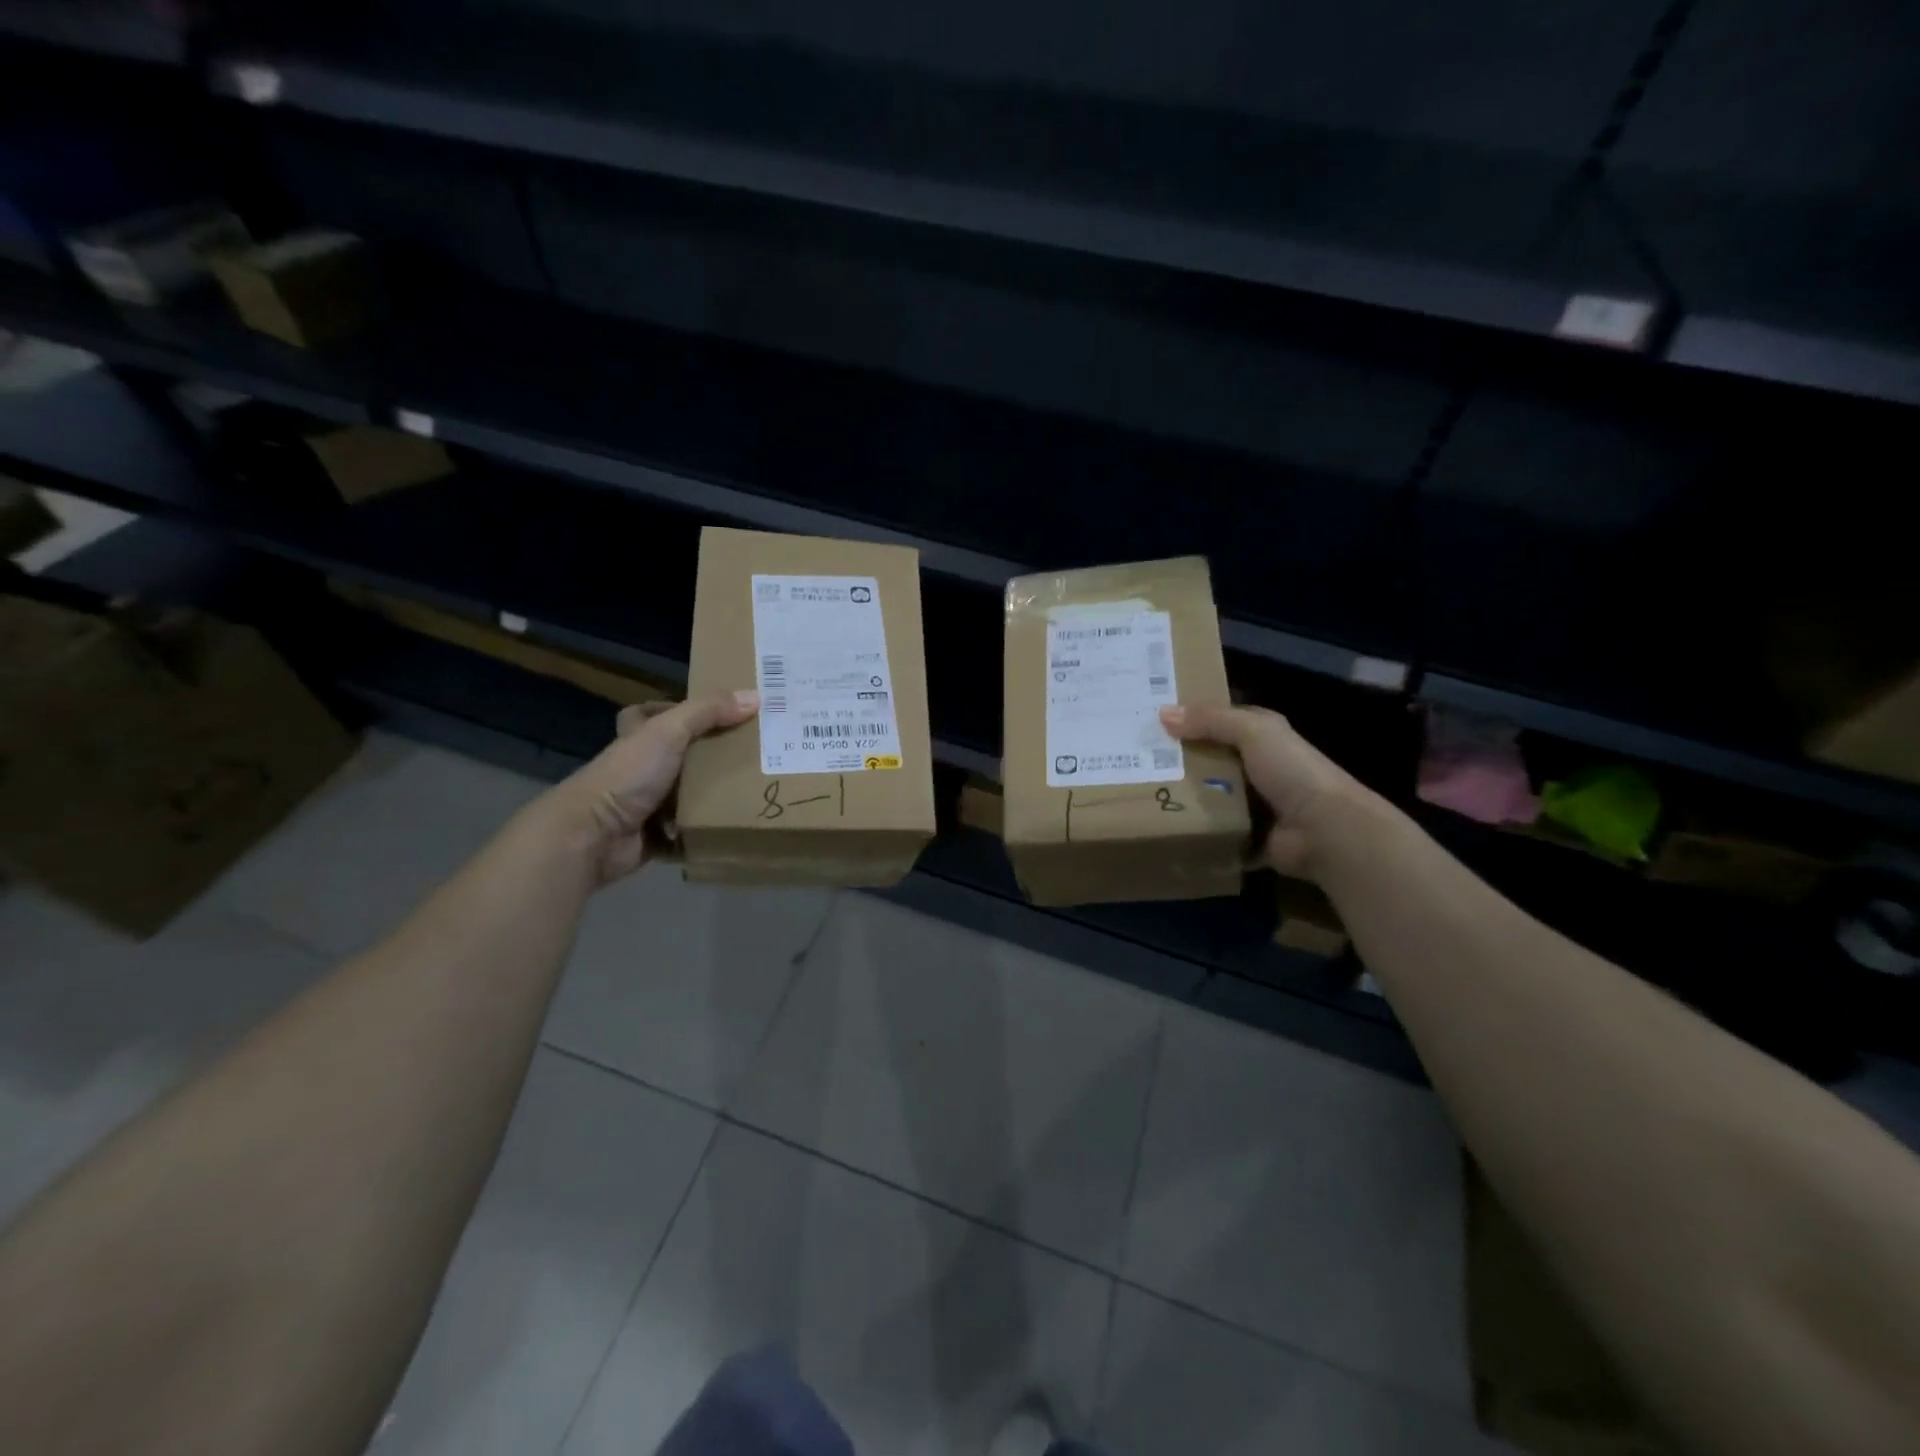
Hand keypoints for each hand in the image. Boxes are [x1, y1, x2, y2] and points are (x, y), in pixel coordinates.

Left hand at [540, 689, 758, 883]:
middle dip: (709, 759)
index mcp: (637, 739)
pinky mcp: (654, 839)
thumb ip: (709, 711)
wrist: (593, 835)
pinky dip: (704, 835)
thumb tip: (755, 696)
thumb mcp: (670, 731)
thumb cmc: (629, 775)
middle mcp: (639, 770)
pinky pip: (687, 835)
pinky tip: (734, 827)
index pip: (648, 716)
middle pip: (678, 758)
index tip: (712, 715)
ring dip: (712, 799)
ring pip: (685, 797)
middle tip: (750, 755)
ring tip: (752, 791)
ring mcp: (645, 806)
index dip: (672, 711)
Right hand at [1159, 703, 1381, 878]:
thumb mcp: (1252, 731)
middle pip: (1207, 759)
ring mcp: (1252, 804)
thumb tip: (1162, 713)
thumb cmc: (1291, 771)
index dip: (1187, 719)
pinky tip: (1162, 826)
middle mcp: (1257, 767)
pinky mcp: (1246, 835)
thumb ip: (1210, 720)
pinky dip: (1193, 831)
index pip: (1217, 722)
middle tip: (1132, 761)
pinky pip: (1212, 830)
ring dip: (1181, 797)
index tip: (1148, 721)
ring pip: (1206, 795)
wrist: (1324, 829)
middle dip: (1176, 760)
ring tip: (1138, 794)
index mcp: (1262, 737)